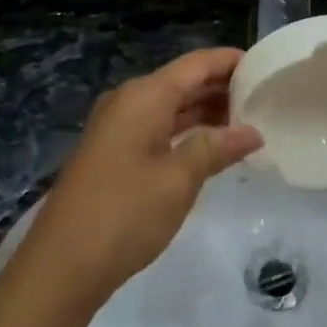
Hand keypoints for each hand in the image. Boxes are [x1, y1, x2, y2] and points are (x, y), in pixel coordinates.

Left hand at [14, 49, 263, 313]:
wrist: (60, 266)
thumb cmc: (125, 214)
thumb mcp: (179, 180)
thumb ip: (217, 148)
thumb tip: (253, 132)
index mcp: (144, 96)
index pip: (196, 64)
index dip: (230, 61)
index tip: (266, 65)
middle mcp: (129, 101)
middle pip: (183, 81)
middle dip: (222, 87)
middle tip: (265, 97)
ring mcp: (117, 127)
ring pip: (170, 105)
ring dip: (206, 110)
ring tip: (248, 120)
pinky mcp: (112, 152)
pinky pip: (157, 126)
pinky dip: (186, 130)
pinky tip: (212, 146)